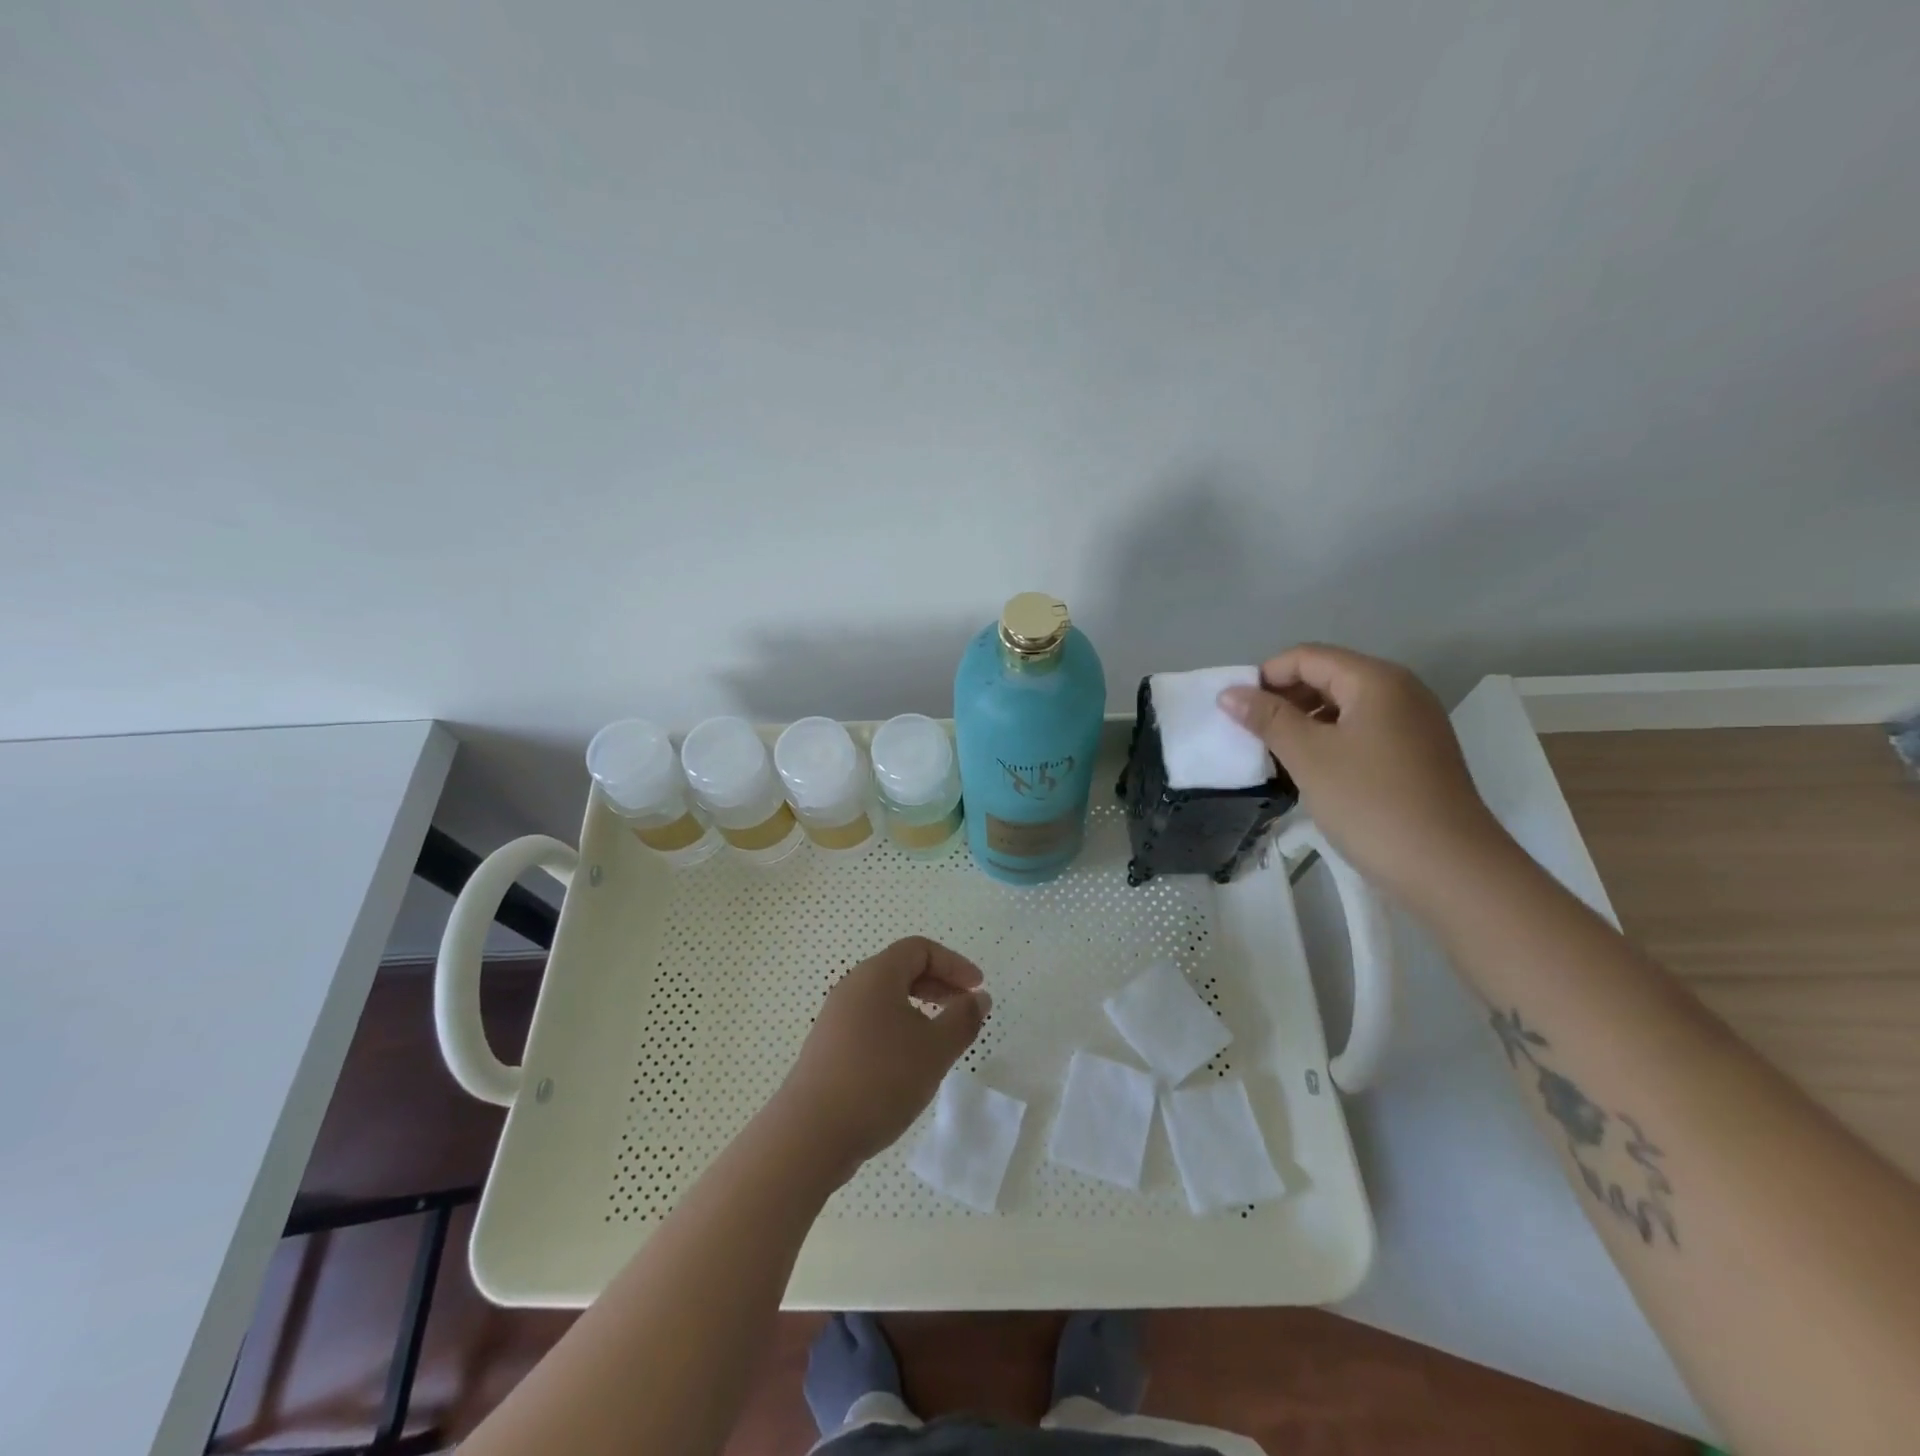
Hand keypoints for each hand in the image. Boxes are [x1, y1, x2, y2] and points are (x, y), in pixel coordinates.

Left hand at [776, 936, 989, 1180]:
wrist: (811, 1134)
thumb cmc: (880, 1079)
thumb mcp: (935, 1049)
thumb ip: (962, 1019)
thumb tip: (978, 998)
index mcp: (876, 975)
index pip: (920, 949)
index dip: (954, 963)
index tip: (977, 989)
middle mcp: (852, 987)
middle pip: (901, 969)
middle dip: (939, 984)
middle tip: (964, 1008)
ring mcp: (836, 1017)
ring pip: (886, 997)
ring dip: (919, 1008)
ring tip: (940, 1037)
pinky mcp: (829, 1046)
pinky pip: (871, 1021)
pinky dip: (898, 1027)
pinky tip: (909, 1061)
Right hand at [1218, 644, 1510, 909]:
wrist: (1449, 870)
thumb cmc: (1371, 804)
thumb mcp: (1309, 757)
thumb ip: (1267, 719)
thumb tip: (1229, 693)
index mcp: (1376, 681)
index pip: (1307, 657)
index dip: (1265, 676)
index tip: (1235, 710)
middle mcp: (1400, 691)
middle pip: (1328, 676)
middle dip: (1284, 698)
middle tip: (1251, 732)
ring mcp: (1413, 724)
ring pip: (1344, 706)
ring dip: (1304, 721)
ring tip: (1275, 753)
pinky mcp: (1417, 754)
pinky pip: (1362, 731)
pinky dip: (1330, 740)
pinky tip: (1311, 770)